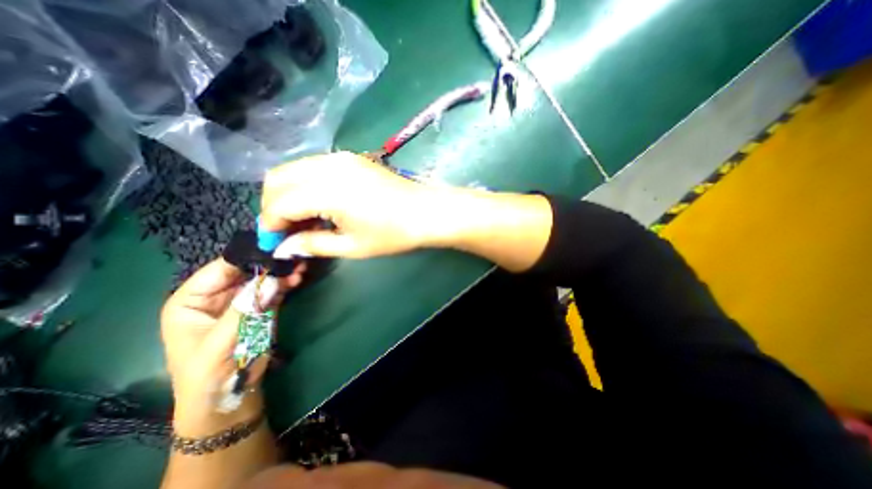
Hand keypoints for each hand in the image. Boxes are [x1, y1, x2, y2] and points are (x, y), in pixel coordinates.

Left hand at [158, 258, 303, 433]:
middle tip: (293, 256)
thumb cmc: (209, 374)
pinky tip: (298, 278)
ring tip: (300, 267)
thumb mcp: (221, 342)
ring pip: (262, 280)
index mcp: (192, 300)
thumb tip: (272, 279)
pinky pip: (272, 291)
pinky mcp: (259, 309)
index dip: (247, 257)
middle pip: (245, 271)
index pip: (220, 269)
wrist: (228, 398)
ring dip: (281, 273)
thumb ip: (245, 309)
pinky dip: (285, 284)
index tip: (274, 247)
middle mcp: (216, 296)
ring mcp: (240, 302)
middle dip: (269, 264)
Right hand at [259, 150, 448, 259]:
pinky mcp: (351, 157)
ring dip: (288, 193)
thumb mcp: (352, 246)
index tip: (275, 244)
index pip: (278, 204)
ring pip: (293, 169)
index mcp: (326, 191)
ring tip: (303, 219)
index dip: (270, 226)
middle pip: (277, 179)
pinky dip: (305, 183)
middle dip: (273, 206)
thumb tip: (284, 249)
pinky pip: (313, 166)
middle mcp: (327, 166)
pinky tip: (319, 203)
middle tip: (287, 231)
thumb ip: (313, 245)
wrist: (426, 212)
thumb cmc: (393, 234)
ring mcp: (340, 157)